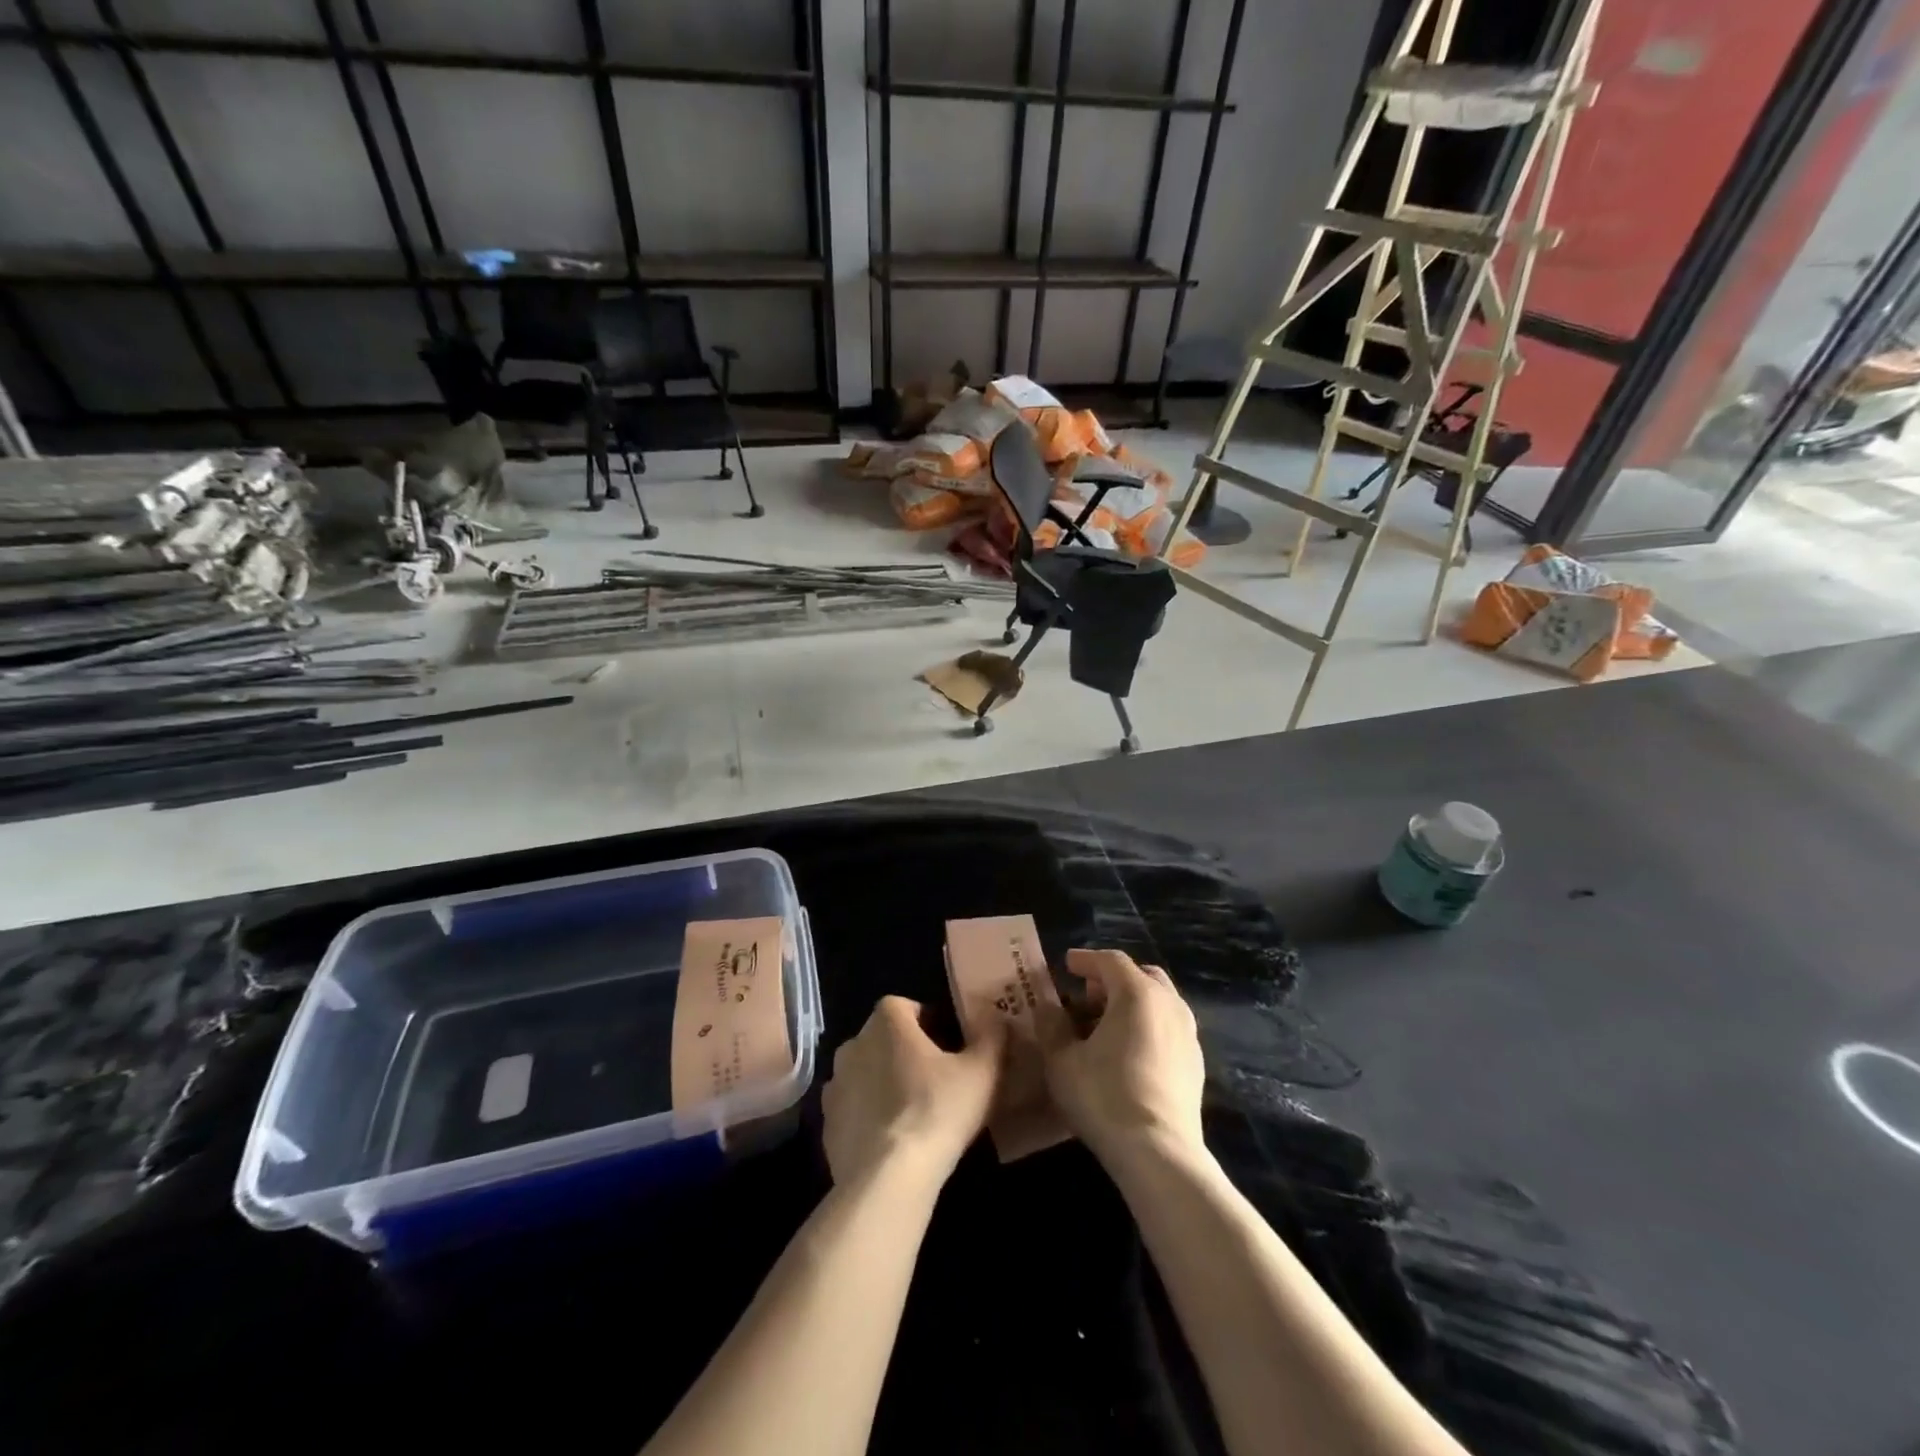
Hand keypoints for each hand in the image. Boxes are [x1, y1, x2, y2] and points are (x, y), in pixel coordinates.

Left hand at [822, 996, 1002, 1190]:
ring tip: (916, 1114)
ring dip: (886, 1084)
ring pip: (867, 1074)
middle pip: (885, 1039)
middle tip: (938, 1082)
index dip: (930, 1024)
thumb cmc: (938, 1110)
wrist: (888, 1178)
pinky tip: (893, 1141)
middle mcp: (853, 1043)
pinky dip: (869, 1117)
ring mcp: (835, 1084)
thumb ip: (991, 1033)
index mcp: (886, 1021)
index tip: (951, 1049)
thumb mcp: (982, 1070)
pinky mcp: (827, 1124)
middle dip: (907, 1053)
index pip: (908, 1007)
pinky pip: (853, 1110)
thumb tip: (993, 1013)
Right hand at [1041, 949, 1204, 1162]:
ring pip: (1158, 1002)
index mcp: (1137, 993)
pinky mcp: (1196, 1064)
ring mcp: (1188, 1034)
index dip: (1086, 960)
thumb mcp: (1061, 1060)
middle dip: (1111, 980)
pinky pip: (1168, 1028)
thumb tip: (1048, 1007)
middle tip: (1086, 996)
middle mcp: (1169, 1004)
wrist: (1159, 1153)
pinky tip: (1128, 1054)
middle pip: (1141, 976)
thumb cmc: (1104, 1096)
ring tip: (1104, 1027)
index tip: (1067, 964)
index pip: (1110, 960)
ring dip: (1131, 1004)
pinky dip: (1146, 1026)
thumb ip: (1051, 1026)